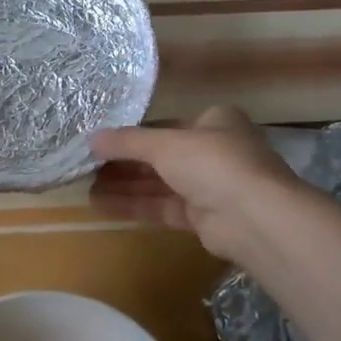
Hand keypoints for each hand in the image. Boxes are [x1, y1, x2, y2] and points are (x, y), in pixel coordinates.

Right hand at [90, 106, 297, 260]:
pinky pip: (163, 207)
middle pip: (161, 156)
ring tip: (86, 188)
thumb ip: (127, 141)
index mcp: (215, 121)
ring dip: (125, 186)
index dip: (133, 134)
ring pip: (160, 184)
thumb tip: (91, 138)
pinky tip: (102, 205)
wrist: (253, 217)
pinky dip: (135, 205)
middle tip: (88, 166)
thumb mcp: (164, 143)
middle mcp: (214, 151)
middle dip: (124, 163)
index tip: (101, 141)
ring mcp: (211, 186)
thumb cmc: (212, 162)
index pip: (166, 125)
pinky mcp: (204, 218)